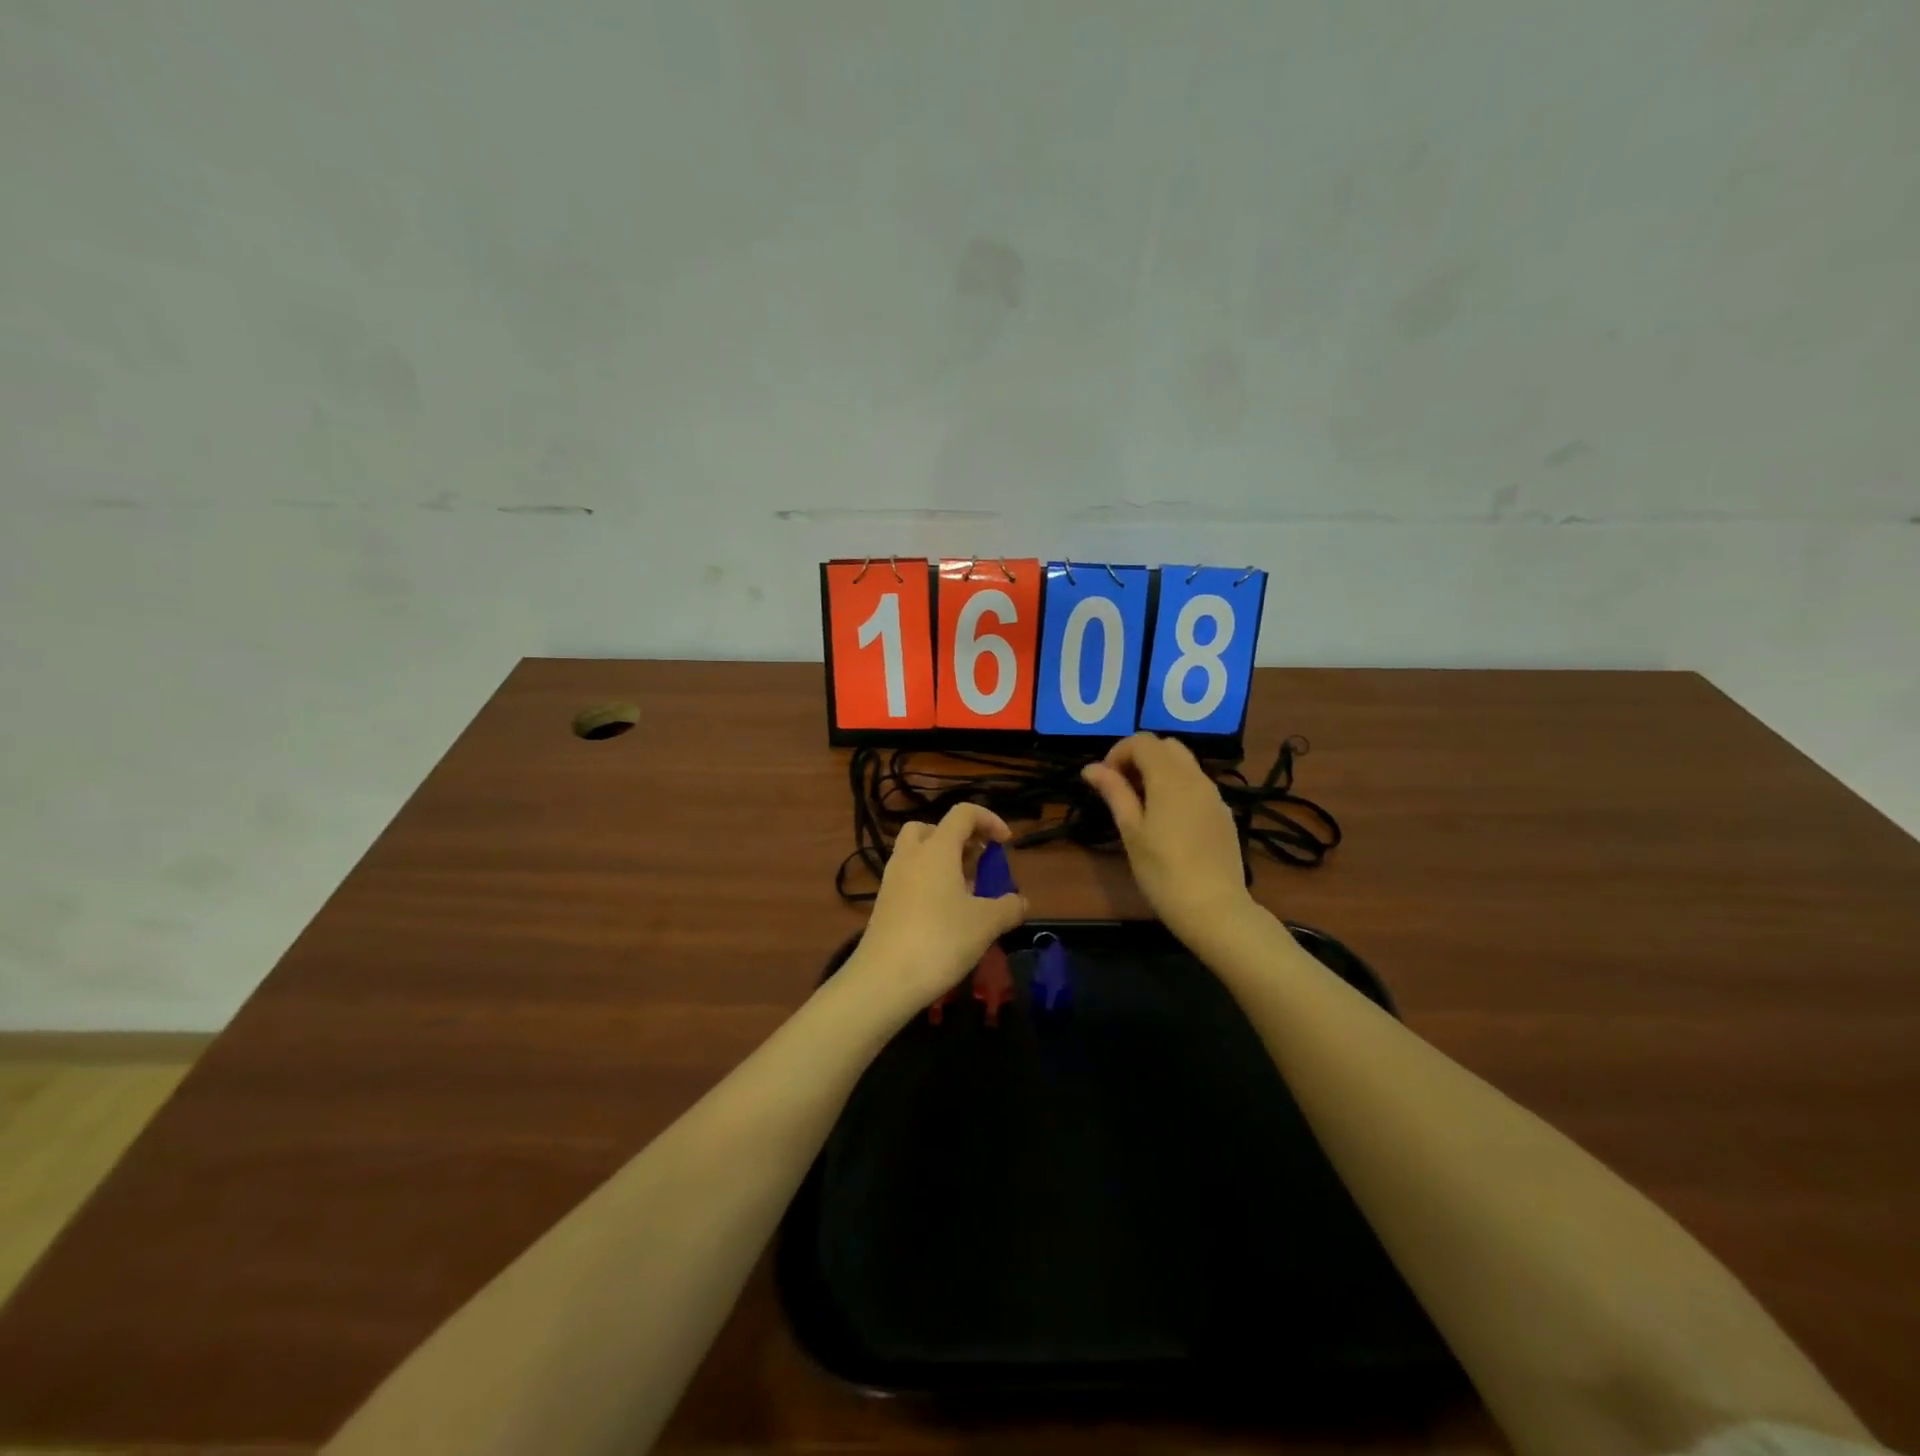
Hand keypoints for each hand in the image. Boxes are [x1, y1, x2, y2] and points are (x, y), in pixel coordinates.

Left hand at [842, 803, 1028, 1022]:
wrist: (884, 979)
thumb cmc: (940, 940)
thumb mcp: (986, 924)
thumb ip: (1008, 907)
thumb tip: (1021, 901)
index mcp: (937, 849)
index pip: (963, 813)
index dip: (989, 820)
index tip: (1006, 843)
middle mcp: (911, 856)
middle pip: (931, 828)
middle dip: (958, 838)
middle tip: (977, 862)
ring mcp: (892, 879)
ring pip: (917, 853)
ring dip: (942, 861)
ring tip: (965, 891)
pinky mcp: (883, 903)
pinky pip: (909, 877)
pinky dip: (928, 883)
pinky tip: (944, 913)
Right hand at [1082, 733, 1253, 940]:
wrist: (1214, 908)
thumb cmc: (1162, 871)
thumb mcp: (1131, 831)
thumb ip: (1114, 793)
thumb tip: (1091, 768)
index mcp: (1170, 778)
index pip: (1142, 741)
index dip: (1118, 752)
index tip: (1105, 780)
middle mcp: (1196, 778)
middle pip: (1167, 746)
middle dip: (1140, 757)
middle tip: (1121, 788)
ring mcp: (1214, 796)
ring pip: (1185, 765)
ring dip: (1159, 771)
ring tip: (1141, 805)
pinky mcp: (1224, 815)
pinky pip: (1197, 786)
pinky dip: (1177, 788)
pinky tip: (1168, 822)